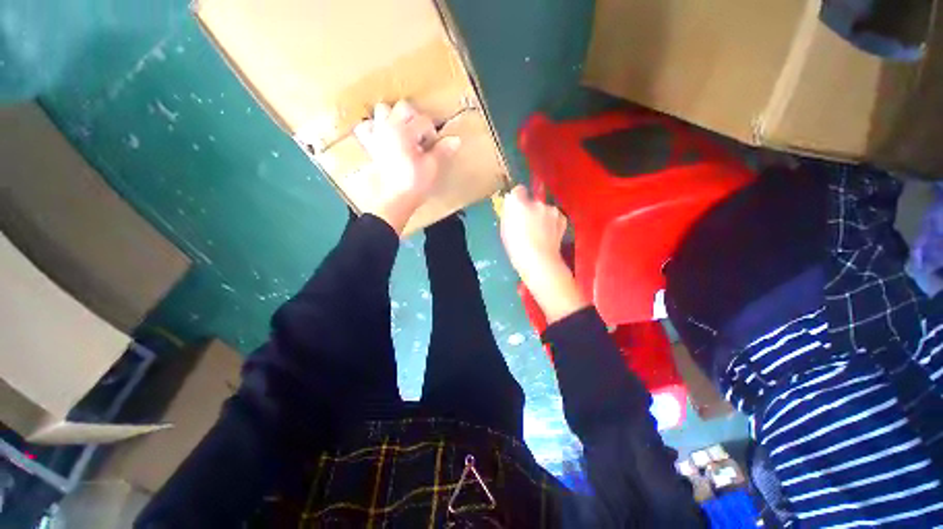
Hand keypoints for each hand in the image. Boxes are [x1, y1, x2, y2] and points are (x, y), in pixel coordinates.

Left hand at [355, 101, 460, 234]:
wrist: (394, 200)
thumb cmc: (414, 184)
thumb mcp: (432, 167)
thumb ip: (442, 150)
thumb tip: (456, 139)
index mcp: (404, 131)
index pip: (424, 120)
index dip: (432, 133)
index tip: (435, 145)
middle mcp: (388, 127)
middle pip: (403, 107)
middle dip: (415, 118)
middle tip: (421, 136)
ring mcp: (377, 135)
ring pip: (382, 111)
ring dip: (393, 118)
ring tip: (403, 133)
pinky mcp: (370, 146)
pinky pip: (366, 128)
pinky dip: (374, 128)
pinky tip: (383, 137)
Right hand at [500, 185, 587, 323]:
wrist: (539, 260)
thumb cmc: (516, 247)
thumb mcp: (505, 229)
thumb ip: (508, 213)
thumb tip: (512, 203)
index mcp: (518, 203)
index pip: (518, 190)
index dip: (517, 198)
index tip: (516, 207)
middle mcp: (537, 202)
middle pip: (533, 200)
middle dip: (530, 209)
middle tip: (528, 225)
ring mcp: (552, 210)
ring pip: (545, 209)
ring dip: (542, 216)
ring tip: (540, 232)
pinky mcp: (562, 219)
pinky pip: (555, 217)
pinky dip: (553, 222)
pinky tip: (550, 234)